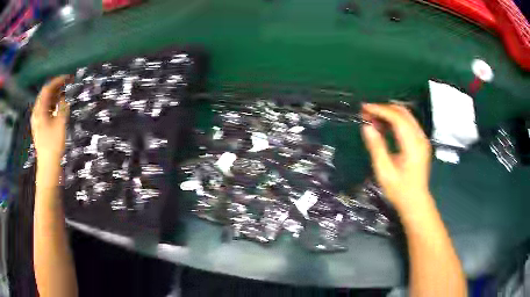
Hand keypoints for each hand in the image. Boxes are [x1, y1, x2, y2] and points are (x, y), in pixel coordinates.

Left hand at [31, 76, 69, 165]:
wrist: (48, 165)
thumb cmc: (53, 145)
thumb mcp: (60, 124)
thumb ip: (62, 108)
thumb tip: (64, 98)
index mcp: (40, 111)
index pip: (47, 89)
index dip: (57, 81)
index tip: (67, 78)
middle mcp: (36, 113)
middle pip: (45, 94)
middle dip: (55, 87)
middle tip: (66, 84)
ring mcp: (37, 120)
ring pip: (44, 102)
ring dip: (54, 95)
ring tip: (63, 93)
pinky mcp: (39, 126)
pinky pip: (44, 109)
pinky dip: (51, 104)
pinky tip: (57, 106)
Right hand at [361, 103, 431, 212]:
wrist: (415, 201)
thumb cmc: (399, 190)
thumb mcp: (384, 172)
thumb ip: (376, 147)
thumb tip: (366, 127)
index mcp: (413, 145)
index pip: (398, 118)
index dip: (380, 110)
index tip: (364, 108)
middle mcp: (420, 138)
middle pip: (403, 112)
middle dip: (384, 109)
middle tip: (366, 113)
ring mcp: (422, 139)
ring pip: (406, 116)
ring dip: (389, 114)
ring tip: (372, 118)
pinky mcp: (421, 142)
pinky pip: (408, 123)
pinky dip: (395, 121)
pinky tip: (383, 126)